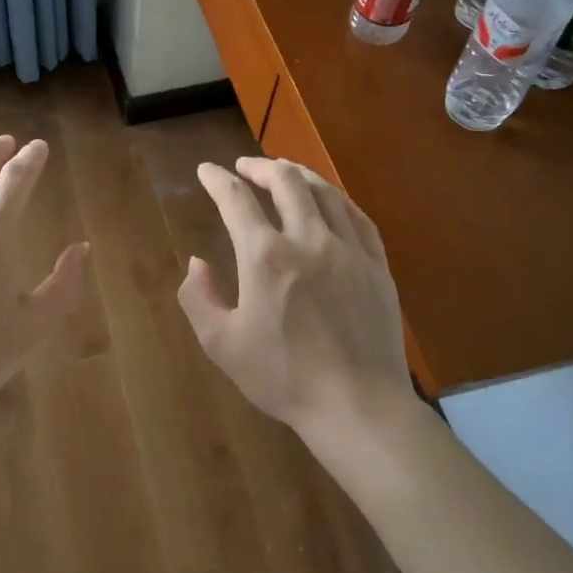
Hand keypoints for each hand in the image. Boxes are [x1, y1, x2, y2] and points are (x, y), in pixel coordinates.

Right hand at [178, 157, 409, 438]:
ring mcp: (348, 250)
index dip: (217, 180)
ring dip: (298, 175)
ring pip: (324, 192)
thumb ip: (198, 297)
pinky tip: (329, 201)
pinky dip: (336, 199)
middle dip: (260, 167)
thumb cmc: (283, 377)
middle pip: (285, 182)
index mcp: (265, 256)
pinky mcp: (376, 265)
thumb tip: (196, 263)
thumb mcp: (221, 344)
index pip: (236, 200)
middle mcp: (308, 240)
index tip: (206, 170)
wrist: (357, 405)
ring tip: (284, 171)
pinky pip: (357, 217)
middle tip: (244, 167)